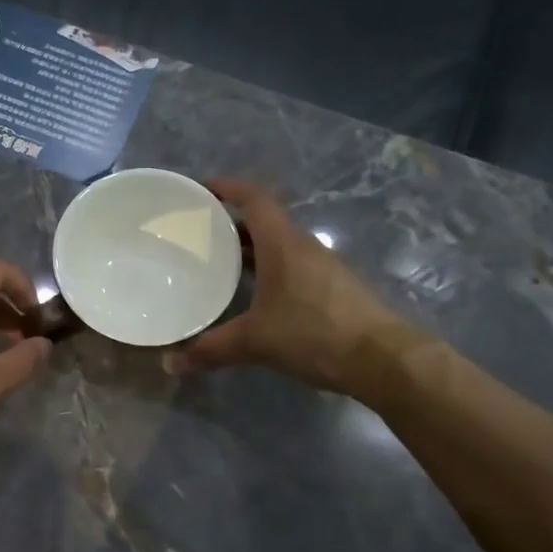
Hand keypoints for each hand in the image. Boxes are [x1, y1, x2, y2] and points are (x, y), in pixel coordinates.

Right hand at [164, 179, 425, 396]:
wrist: (383, 359)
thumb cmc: (315, 334)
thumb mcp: (255, 342)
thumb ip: (211, 350)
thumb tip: (170, 363)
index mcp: (283, 244)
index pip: (255, 198)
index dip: (228, 188)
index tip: (201, 189)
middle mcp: (303, 247)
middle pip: (264, 221)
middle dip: (230, 224)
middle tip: (198, 234)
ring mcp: (321, 268)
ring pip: (278, 246)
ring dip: (249, 249)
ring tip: (217, 264)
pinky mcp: (332, 289)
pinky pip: (291, 267)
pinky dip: (267, 271)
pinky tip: (252, 296)